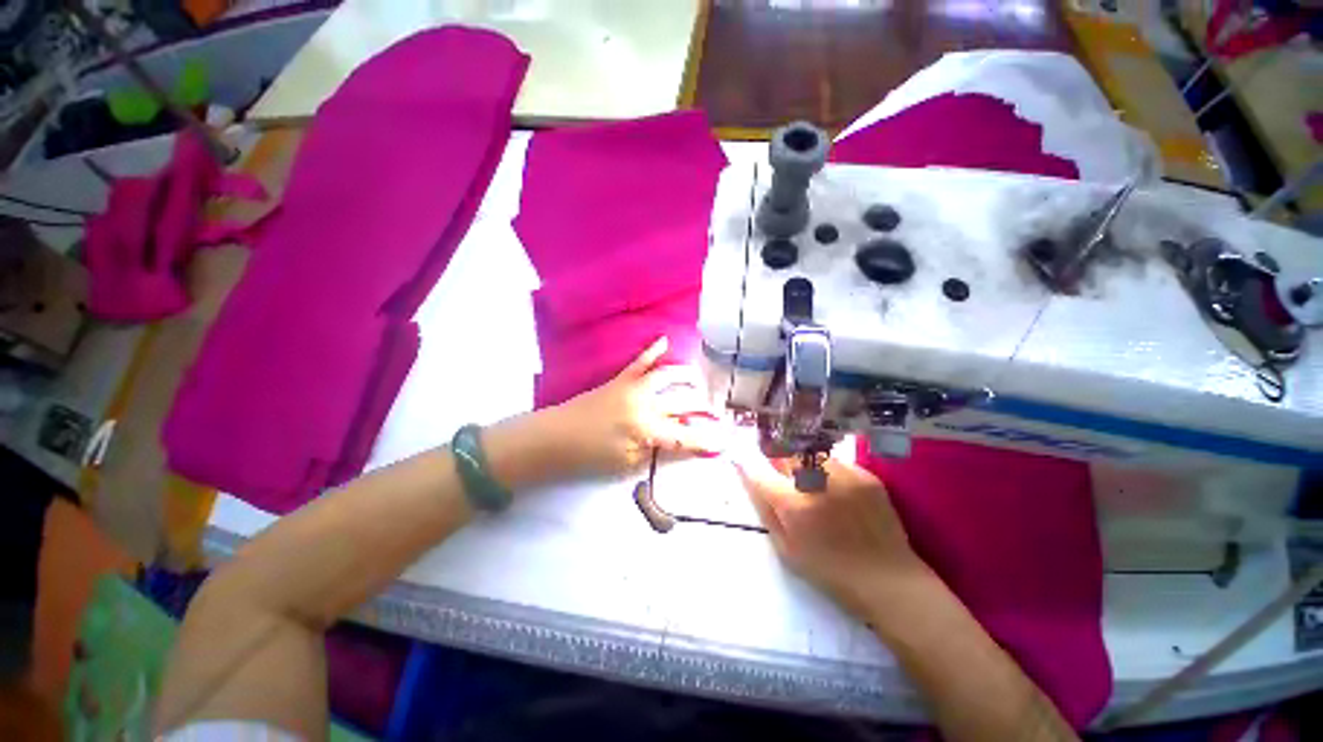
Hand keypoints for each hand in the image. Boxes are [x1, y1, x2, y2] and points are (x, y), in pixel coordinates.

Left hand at [550, 337, 728, 477]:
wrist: (555, 436)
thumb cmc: (590, 456)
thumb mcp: (626, 463)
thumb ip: (656, 451)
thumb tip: (678, 441)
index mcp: (647, 428)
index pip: (684, 437)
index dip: (704, 442)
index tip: (722, 444)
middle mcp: (645, 403)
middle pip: (682, 403)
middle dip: (702, 408)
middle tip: (714, 412)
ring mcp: (633, 387)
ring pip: (666, 376)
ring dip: (686, 377)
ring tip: (699, 380)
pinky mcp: (620, 380)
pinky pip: (640, 362)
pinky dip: (653, 350)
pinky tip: (665, 340)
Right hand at [734, 454, 934, 621]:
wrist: (888, 580)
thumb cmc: (829, 571)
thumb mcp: (786, 549)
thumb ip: (765, 510)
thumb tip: (748, 479)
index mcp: (793, 505)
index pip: (759, 473)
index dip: (746, 464)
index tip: (740, 459)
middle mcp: (816, 482)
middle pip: (785, 455)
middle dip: (777, 461)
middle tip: (784, 476)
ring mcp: (844, 476)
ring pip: (810, 454)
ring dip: (803, 464)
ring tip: (812, 484)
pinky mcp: (866, 476)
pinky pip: (836, 462)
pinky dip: (829, 471)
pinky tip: (836, 491)